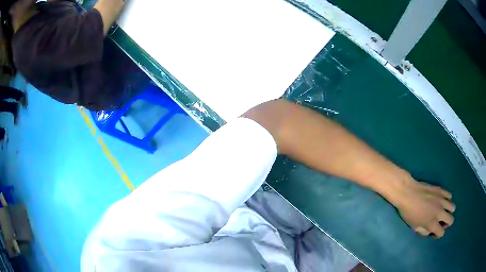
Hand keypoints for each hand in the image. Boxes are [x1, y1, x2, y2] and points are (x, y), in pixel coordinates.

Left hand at [389, 175, 454, 238]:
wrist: (408, 193)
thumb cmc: (408, 212)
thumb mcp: (414, 227)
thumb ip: (424, 231)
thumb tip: (429, 230)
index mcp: (432, 223)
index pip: (441, 233)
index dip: (437, 235)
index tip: (433, 232)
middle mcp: (440, 212)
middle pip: (451, 220)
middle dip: (446, 223)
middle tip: (439, 221)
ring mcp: (442, 200)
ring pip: (452, 207)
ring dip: (448, 211)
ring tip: (441, 210)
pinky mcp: (441, 190)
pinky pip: (449, 195)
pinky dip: (446, 199)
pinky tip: (440, 200)